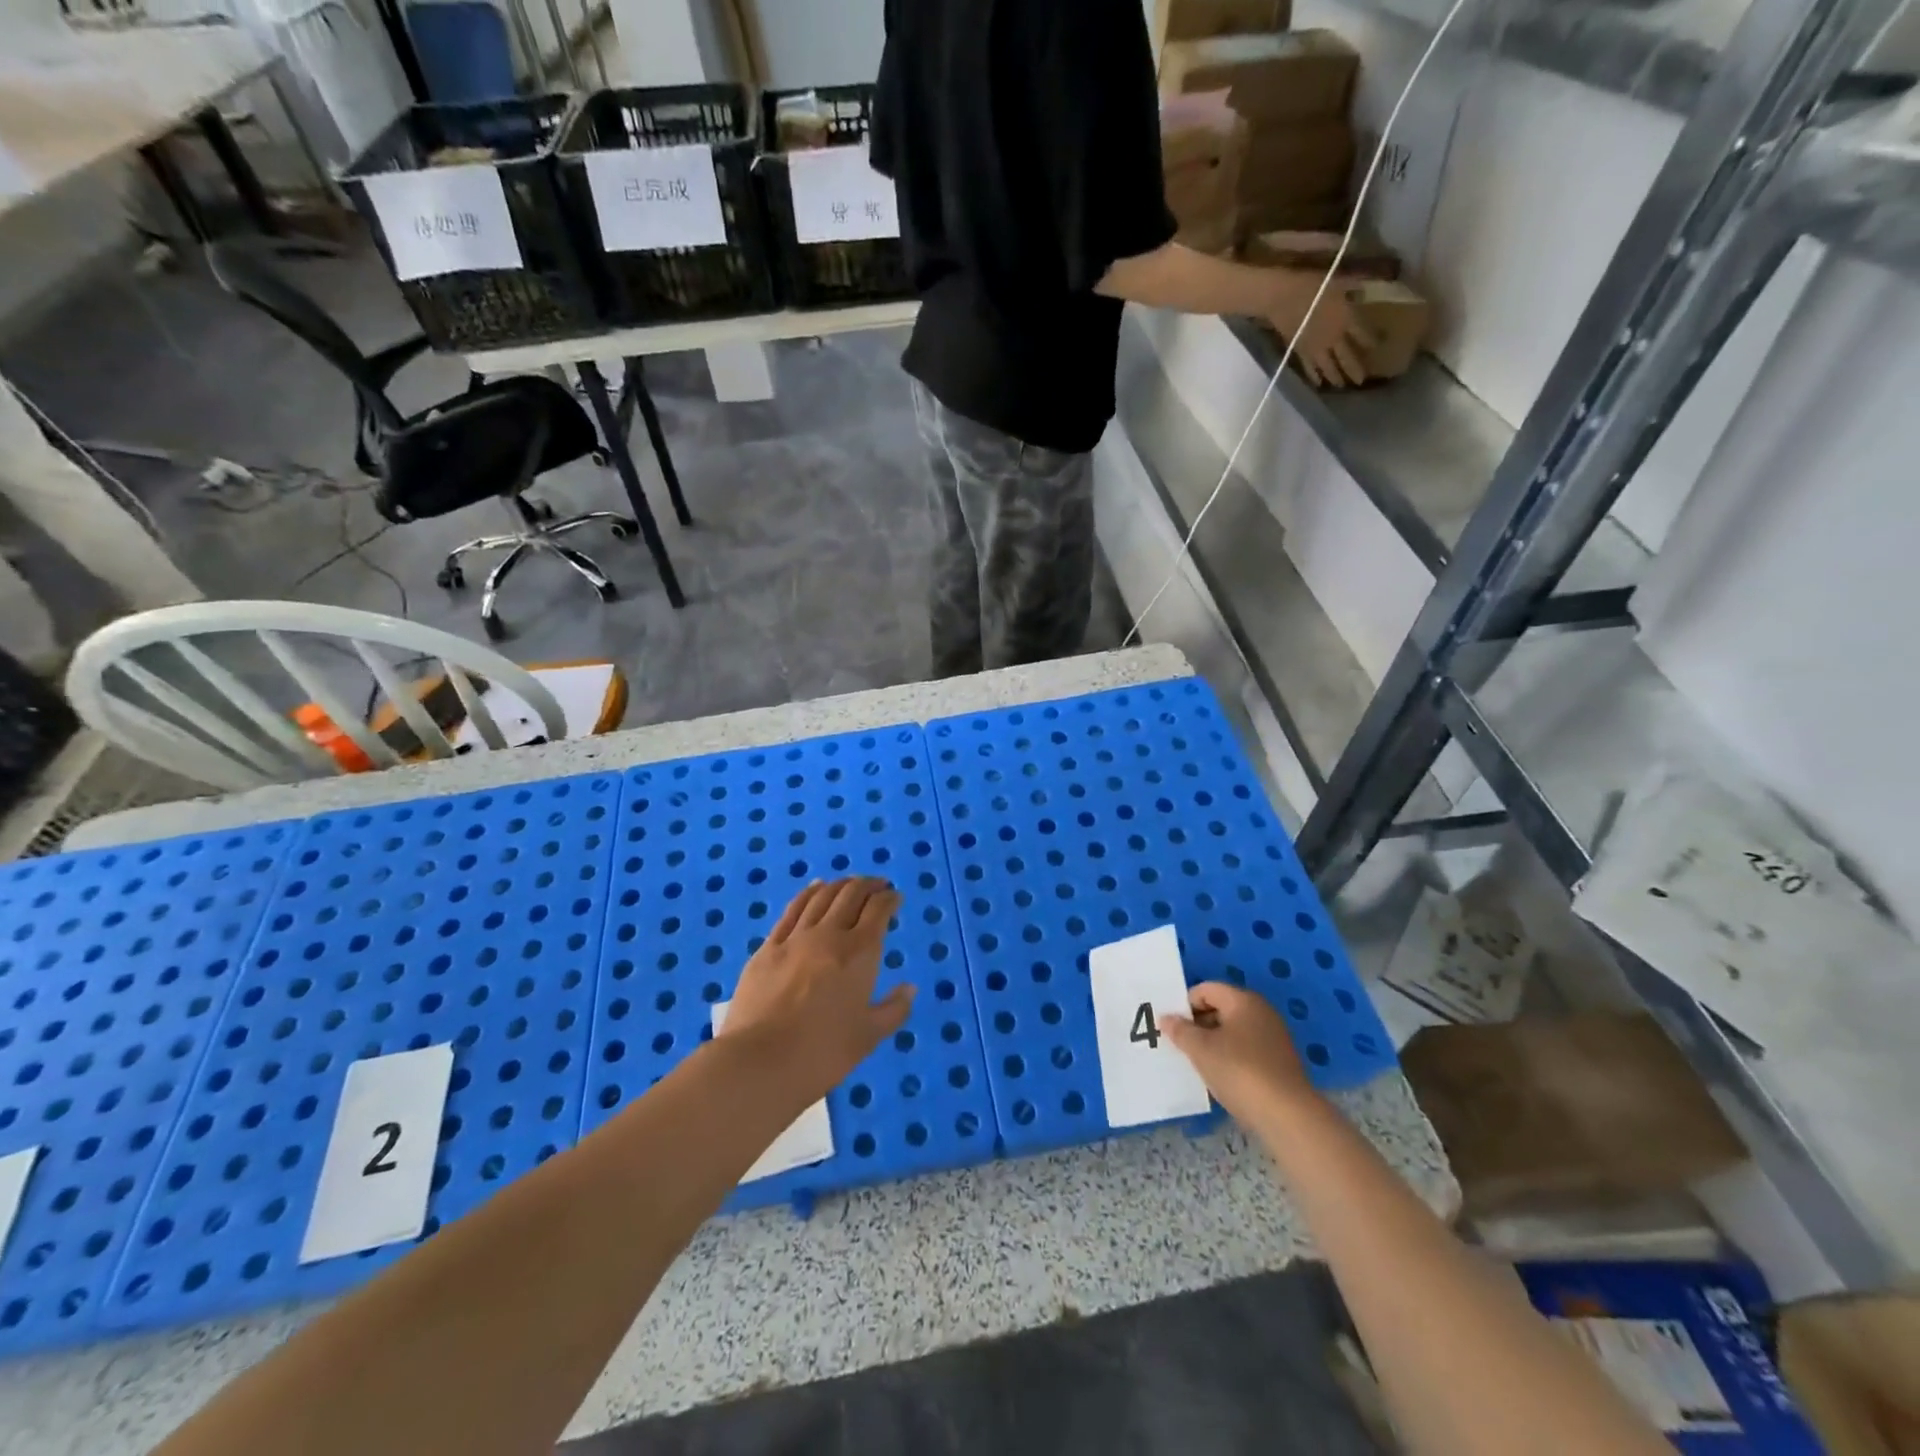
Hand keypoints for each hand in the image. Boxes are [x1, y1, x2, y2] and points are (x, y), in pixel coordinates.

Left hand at [718, 878, 912, 1102]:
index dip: (890, 899)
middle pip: (851, 894)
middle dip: (868, 885)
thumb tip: (909, 988)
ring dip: (840, 885)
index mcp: (860, 953)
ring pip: (821, 896)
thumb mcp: (868, 1037)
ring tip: (849, 884)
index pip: (878, 910)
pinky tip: (814, 888)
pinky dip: (808, 893)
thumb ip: (894, 1009)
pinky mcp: (768, 947)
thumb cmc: (822, 1053)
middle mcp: (829, 935)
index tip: (895, 898)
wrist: (759, 1062)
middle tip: (877, 886)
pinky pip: (792, 909)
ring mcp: (795, 938)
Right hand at [1162, 982, 1319, 1125]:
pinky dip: (1230, 1058)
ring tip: (1197, 1063)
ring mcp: (1273, 1037)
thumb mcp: (1201, 1050)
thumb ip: (1180, 1030)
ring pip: (1233, 1031)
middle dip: (1197, 1024)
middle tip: (1180, 1045)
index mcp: (1243, 1000)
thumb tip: (1166, 1018)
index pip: (1205, 989)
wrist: (1288, 1116)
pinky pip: (1246, 1050)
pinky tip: (1220, 1077)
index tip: (1172, 1027)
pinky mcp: (1279, 1062)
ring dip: (1212, 1043)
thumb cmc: (1239, 1071)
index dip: (1185, 1005)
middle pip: (1220, 1008)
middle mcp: (1261, 1012)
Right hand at [1265, 269, 1373, 388]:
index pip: (1364, 334)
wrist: (1283, 297)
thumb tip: (1367, 289)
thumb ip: (1354, 286)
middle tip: (1361, 381)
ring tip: (1342, 386)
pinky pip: (1309, 368)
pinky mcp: (1301, 352)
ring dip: (1337, 377)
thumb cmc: (1312, 285)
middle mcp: (1334, 338)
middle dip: (1356, 369)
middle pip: (1348, 357)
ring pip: (1329, 367)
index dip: (1372, 340)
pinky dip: (1314, 376)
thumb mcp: (1339, 280)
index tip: (1378, 346)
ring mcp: (1317, 348)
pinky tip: (1318, 383)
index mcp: (1347, 319)